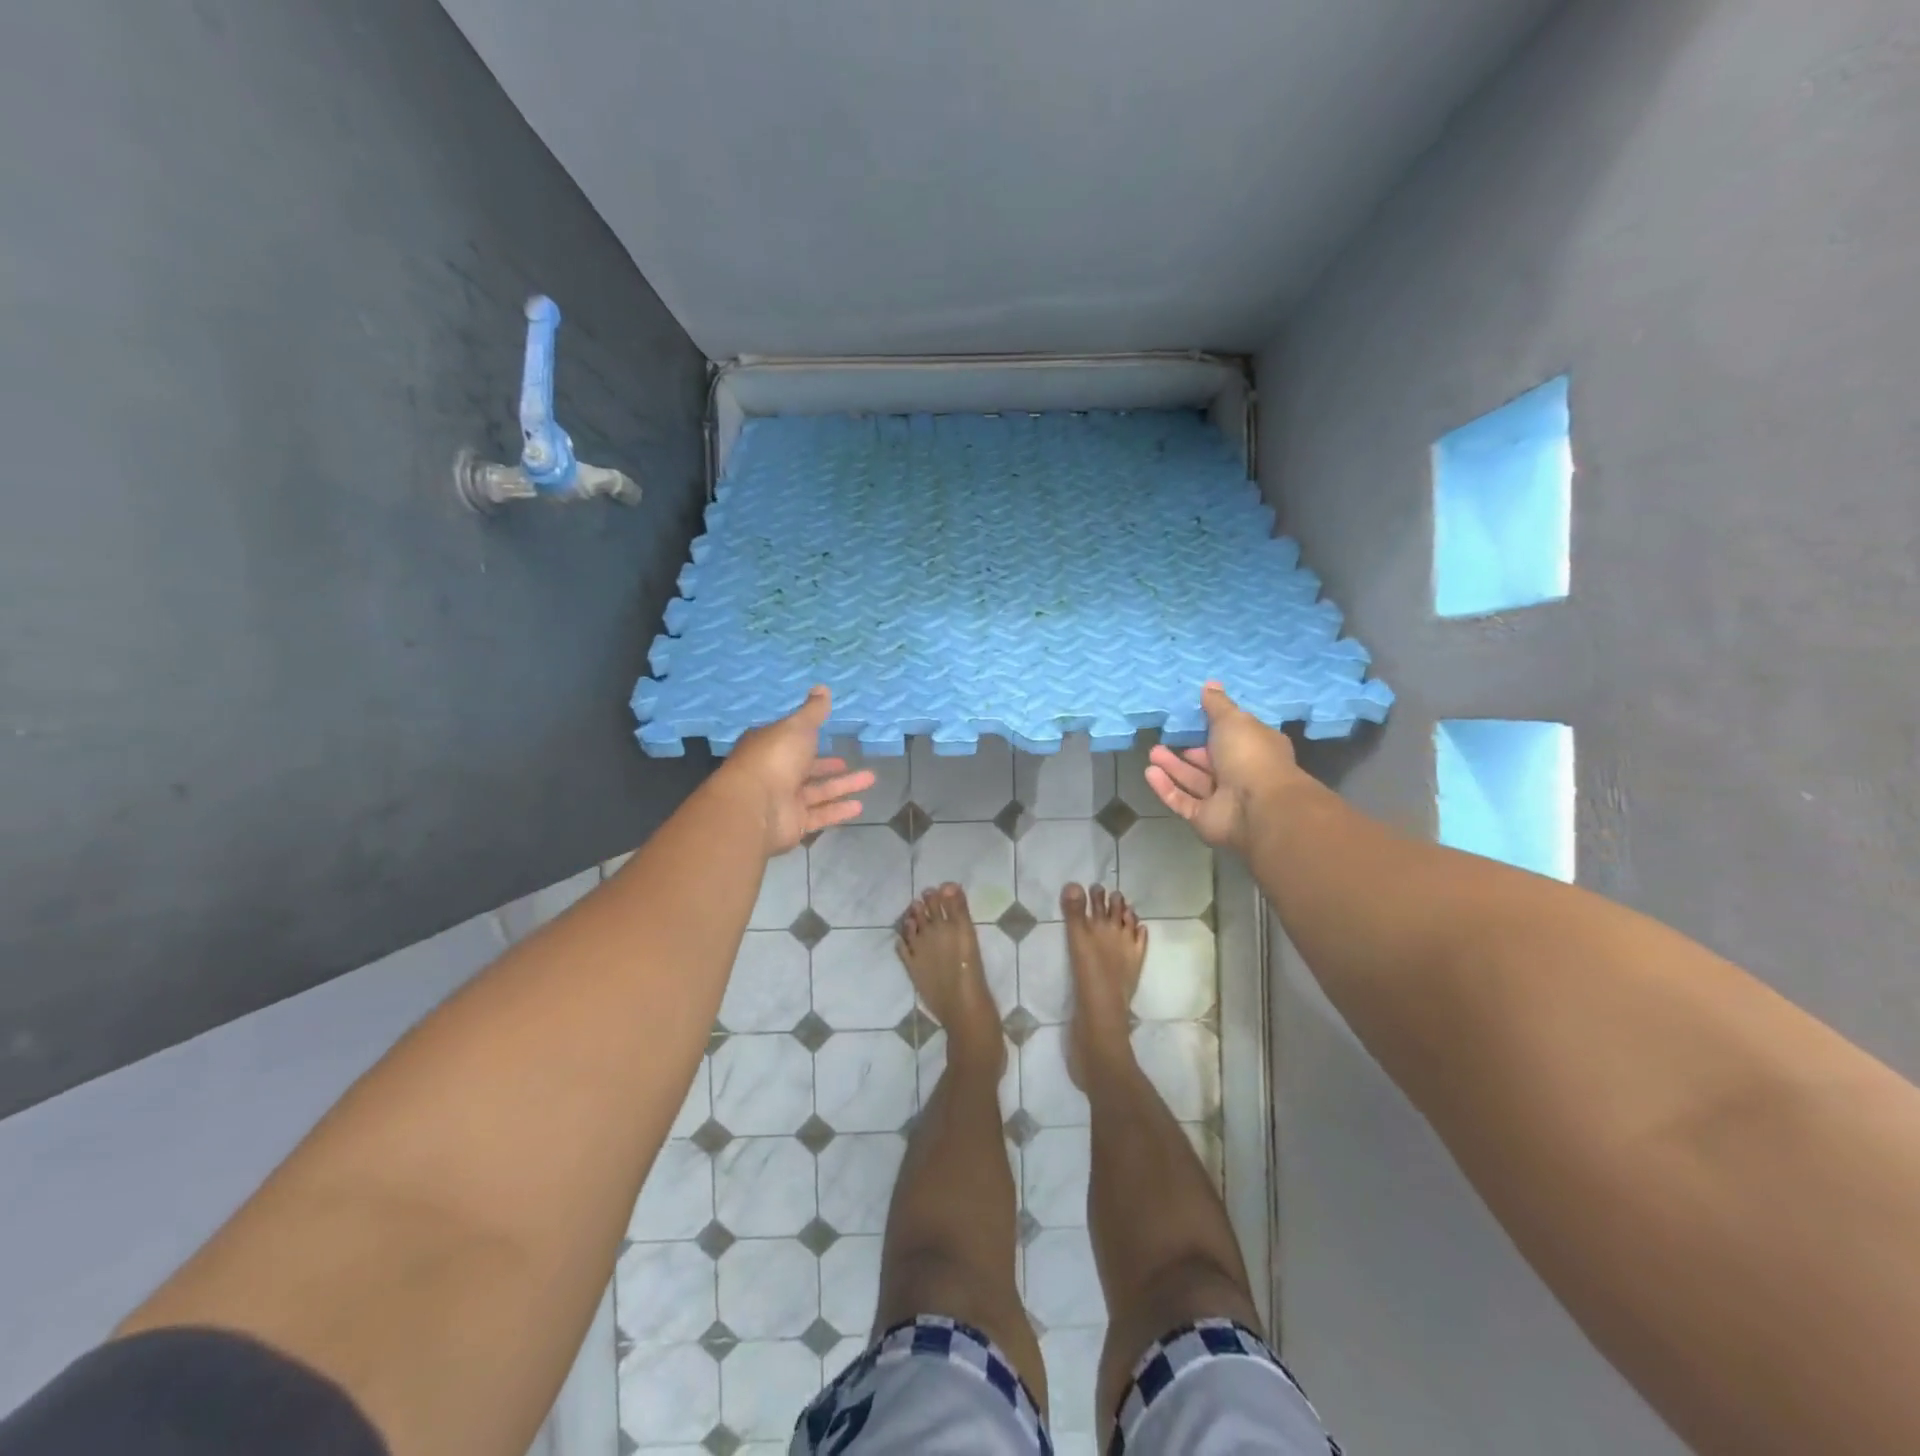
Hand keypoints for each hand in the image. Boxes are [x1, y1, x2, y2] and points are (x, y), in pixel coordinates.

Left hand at [722, 687, 876, 856]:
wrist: (755, 807)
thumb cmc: (774, 758)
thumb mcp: (797, 727)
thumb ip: (813, 711)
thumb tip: (822, 687)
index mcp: (769, 747)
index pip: (789, 740)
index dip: (808, 738)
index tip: (827, 736)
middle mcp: (774, 773)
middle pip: (805, 768)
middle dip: (828, 766)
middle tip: (849, 762)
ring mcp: (783, 800)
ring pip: (817, 791)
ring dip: (843, 786)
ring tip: (870, 779)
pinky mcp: (793, 823)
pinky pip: (820, 815)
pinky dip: (838, 811)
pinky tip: (860, 807)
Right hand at [1145, 682, 1307, 851]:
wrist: (1256, 807)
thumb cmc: (1250, 755)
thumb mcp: (1233, 720)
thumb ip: (1217, 705)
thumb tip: (1210, 684)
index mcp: (1256, 749)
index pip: (1234, 737)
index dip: (1214, 728)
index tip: (1193, 719)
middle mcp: (1241, 774)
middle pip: (1210, 761)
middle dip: (1188, 750)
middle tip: (1164, 739)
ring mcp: (1223, 800)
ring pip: (1193, 781)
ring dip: (1173, 767)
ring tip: (1152, 752)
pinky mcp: (1204, 818)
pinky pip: (1182, 801)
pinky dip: (1166, 788)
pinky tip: (1150, 773)